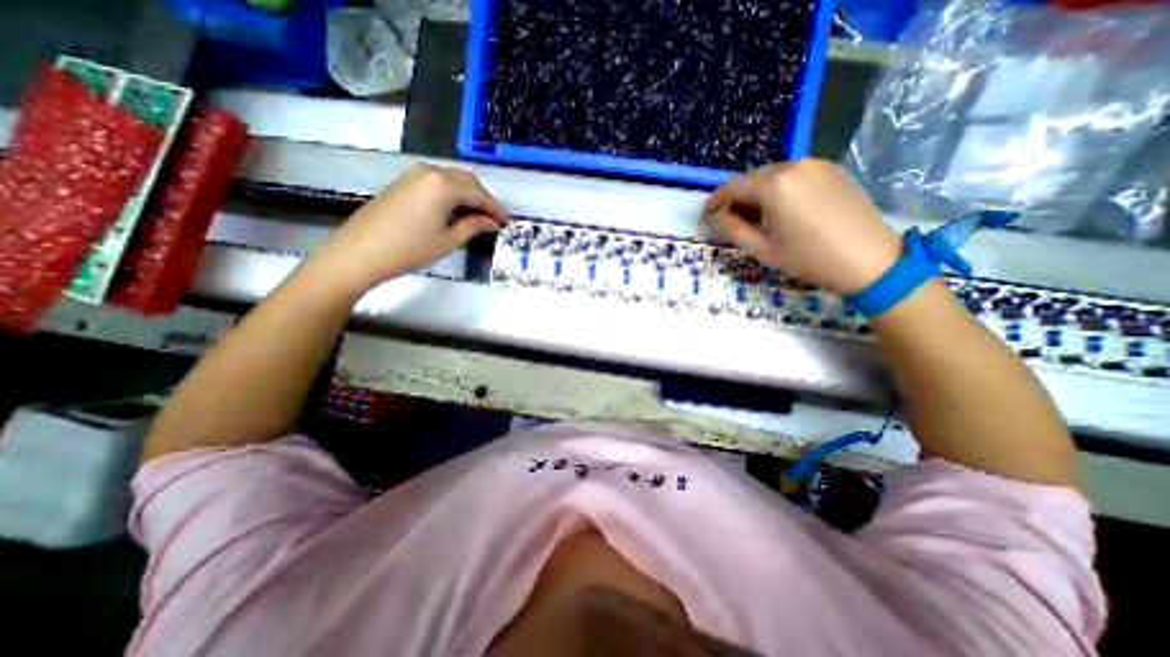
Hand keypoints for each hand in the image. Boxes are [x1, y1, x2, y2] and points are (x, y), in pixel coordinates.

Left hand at [308, 165, 510, 294]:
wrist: (361, 251)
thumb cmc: (410, 249)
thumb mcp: (449, 240)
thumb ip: (474, 226)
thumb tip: (492, 222)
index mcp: (444, 185)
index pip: (479, 194)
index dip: (495, 209)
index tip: (507, 222)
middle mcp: (430, 172)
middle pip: (467, 180)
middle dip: (483, 199)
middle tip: (493, 219)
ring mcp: (414, 174)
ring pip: (452, 179)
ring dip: (468, 195)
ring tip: (476, 217)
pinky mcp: (404, 181)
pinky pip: (437, 181)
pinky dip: (451, 193)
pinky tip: (454, 210)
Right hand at [703, 159, 903, 294]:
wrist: (868, 260)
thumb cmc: (808, 258)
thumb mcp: (761, 249)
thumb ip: (732, 229)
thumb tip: (716, 217)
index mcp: (774, 185)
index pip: (732, 187)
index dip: (716, 200)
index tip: (707, 214)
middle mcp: (794, 166)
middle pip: (753, 178)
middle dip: (738, 197)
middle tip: (732, 219)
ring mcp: (816, 165)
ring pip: (774, 175)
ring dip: (759, 193)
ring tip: (758, 217)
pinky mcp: (833, 170)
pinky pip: (795, 175)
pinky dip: (781, 189)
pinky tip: (784, 209)